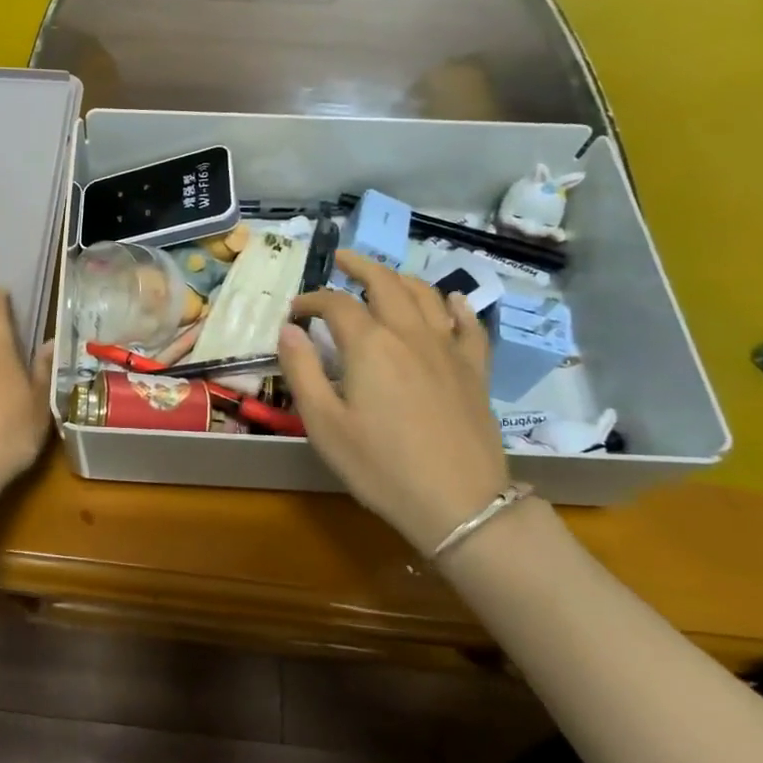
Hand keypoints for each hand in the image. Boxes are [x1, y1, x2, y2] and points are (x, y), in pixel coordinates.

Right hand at [278, 249, 509, 553]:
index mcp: (370, 344)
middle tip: (341, 259)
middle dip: (360, 266)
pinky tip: (451, 301)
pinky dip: (456, 306)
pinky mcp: (475, 371)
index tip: (295, 312)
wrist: (459, 503)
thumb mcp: (323, 423)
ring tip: (384, 276)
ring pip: (426, 295)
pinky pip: (469, 325)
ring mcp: (448, 349)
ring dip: (401, 277)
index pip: (336, 304)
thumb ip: (302, 370)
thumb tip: (287, 329)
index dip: (312, 300)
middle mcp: (410, 333)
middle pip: (385, 283)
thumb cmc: (380, 466)